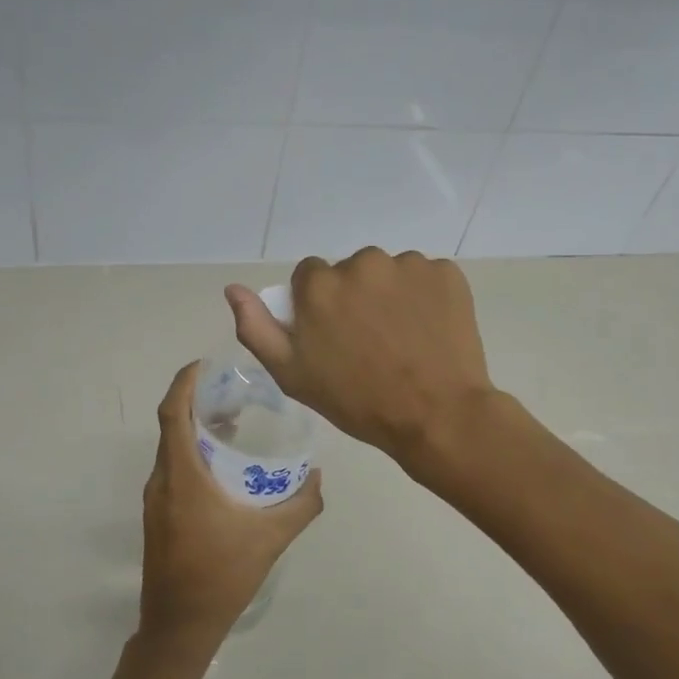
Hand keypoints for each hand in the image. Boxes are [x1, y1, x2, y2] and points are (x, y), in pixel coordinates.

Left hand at [139, 361, 323, 649]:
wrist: (180, 626)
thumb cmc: (223, 575)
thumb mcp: (272, 537)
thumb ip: (302, 504)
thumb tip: (319, 476)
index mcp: (182, 477)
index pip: (172, 414)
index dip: (183, 383)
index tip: (204, 365)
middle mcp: (162, 482)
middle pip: (171, 427)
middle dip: (196, 403)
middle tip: (232, 392)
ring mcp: (156, 502)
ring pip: (171, 450)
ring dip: (195, 430)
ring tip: (232, 423)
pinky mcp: (158, 518)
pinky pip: (173, 471)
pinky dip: (193, 454)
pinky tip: (222, 467)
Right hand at [225, 248, 496, 466]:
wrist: (435, 416)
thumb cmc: (357, 402)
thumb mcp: (292, 376)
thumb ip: (257, 328)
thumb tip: (233, 289)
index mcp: (320, 286)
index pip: (310, 276)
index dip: (318, 306)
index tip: (334, 336)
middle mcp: (362, 263)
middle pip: (350, 271)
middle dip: (356, 297)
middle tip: (370, 341)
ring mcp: (408, 265)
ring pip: (389, 273)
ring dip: (391, 295)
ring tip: (403, 338)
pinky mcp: (446, 272)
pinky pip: (426, 277)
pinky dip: (426, 297)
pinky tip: (429, 330)